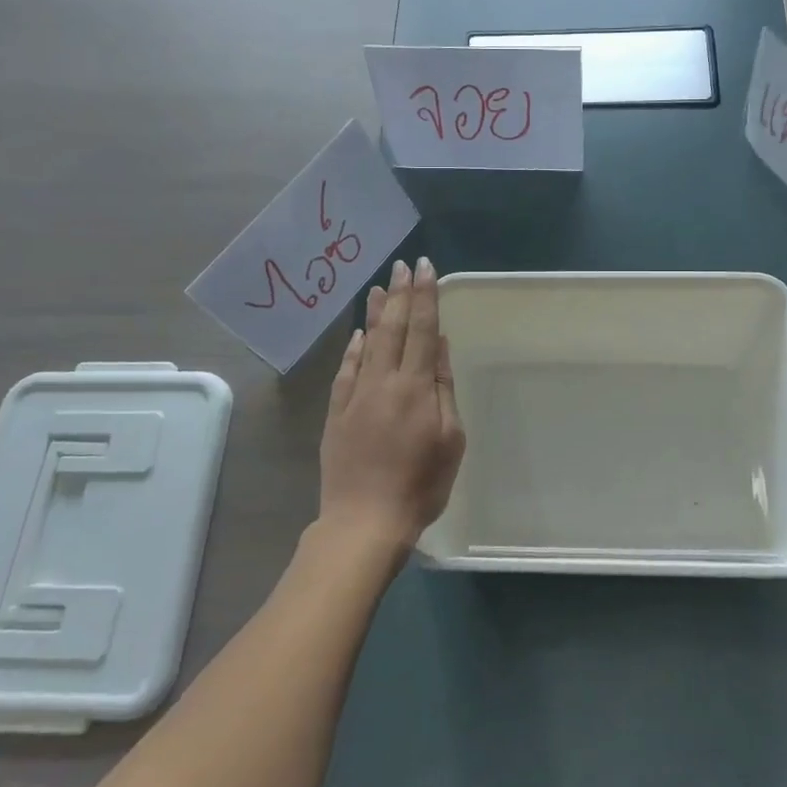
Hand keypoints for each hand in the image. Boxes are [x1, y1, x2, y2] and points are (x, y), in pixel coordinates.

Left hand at [318, 257, 465, 550]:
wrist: (364, 521)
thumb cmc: (420, 485)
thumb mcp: (450, 439)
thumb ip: (443, 388)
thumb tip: (441, 347)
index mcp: (416, 387)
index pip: (423, 330)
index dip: (426, 297)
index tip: (426, 268)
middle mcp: (384, 382)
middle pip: (394, 329)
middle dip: (401, 294)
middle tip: (403, 265)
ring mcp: (356, 395)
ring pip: (368, 343)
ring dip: (376, 313)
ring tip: (380, 286)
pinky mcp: (336, 412)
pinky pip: (345, 370)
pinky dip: (353, 348)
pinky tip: (358, 333)